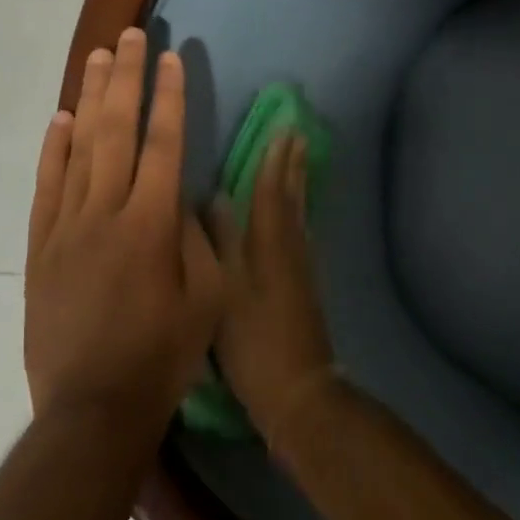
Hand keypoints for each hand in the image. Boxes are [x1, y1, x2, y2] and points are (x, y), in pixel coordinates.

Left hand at [25, 29, 222, 427]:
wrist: (93, 407)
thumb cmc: (163, 354)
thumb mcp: (206, 298)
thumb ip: (198, 239)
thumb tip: (185, 199)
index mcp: (153, 223)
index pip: (164, 143)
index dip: (170, 97)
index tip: (171, 58)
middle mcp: (107, 212)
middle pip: (117, 130)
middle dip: (126, 79)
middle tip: (130, 36)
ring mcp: (68, 227)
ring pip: (80, 148)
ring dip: (91, 99)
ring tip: (97, 58)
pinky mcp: (41, 247)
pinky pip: (47, 186)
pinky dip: (53, 149)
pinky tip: (60, 120)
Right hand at [212, 132, 337, 447]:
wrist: (298, 390)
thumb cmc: (255, 343)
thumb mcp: (226, 292)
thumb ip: (221, 243)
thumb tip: (215, 198)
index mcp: (270, 245)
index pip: (271, 191)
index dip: (274, 159)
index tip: (281, 128)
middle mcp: (291, 248)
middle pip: (292, 196)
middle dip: (292, 163)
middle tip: (297, 132)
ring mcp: (302, 267)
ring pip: (300, 212)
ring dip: (298, 182)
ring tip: (299, 159)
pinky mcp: (305, 284)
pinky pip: (302, 231)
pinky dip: (299, 211)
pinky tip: (296, 214)